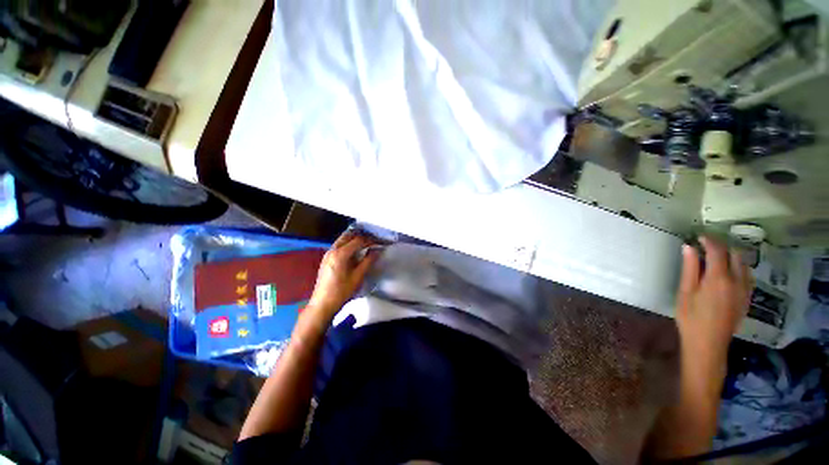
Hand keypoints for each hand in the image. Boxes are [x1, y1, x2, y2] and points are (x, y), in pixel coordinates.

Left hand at [306, 231, 382, 319]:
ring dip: (354, 239)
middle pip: (348, 236)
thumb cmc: (341, 292)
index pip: (358, 240)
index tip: (379, 243)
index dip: (370, 240)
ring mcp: (327, 254)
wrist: (322, 304)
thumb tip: (377, 250)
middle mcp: (332, 250)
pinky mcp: (326, 259)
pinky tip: (354, 252)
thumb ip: (368, 261)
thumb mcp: (358, 277)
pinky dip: (348, 245)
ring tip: (366, 244)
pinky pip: (338, 246)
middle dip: (361, 236)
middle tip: (372, 240)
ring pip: (342, 240)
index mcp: (340, 254)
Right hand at [676, 237, 752, 382]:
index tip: (698, 236)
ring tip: (715, 258)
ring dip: (731, 256)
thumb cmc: (691, 317)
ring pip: (744, 264)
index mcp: (718, 278)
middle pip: (735, 254)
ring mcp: (745, 290)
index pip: (717, 250)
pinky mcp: (747, 297)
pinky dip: (738, 267)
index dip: (708, 240)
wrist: (708, 344)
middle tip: (705, 247)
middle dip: (721, 246)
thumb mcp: (685, 292)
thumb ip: (689, 268)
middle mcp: (737, 281)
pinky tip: (726, 273)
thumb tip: (688, 247)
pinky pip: (747, 275)